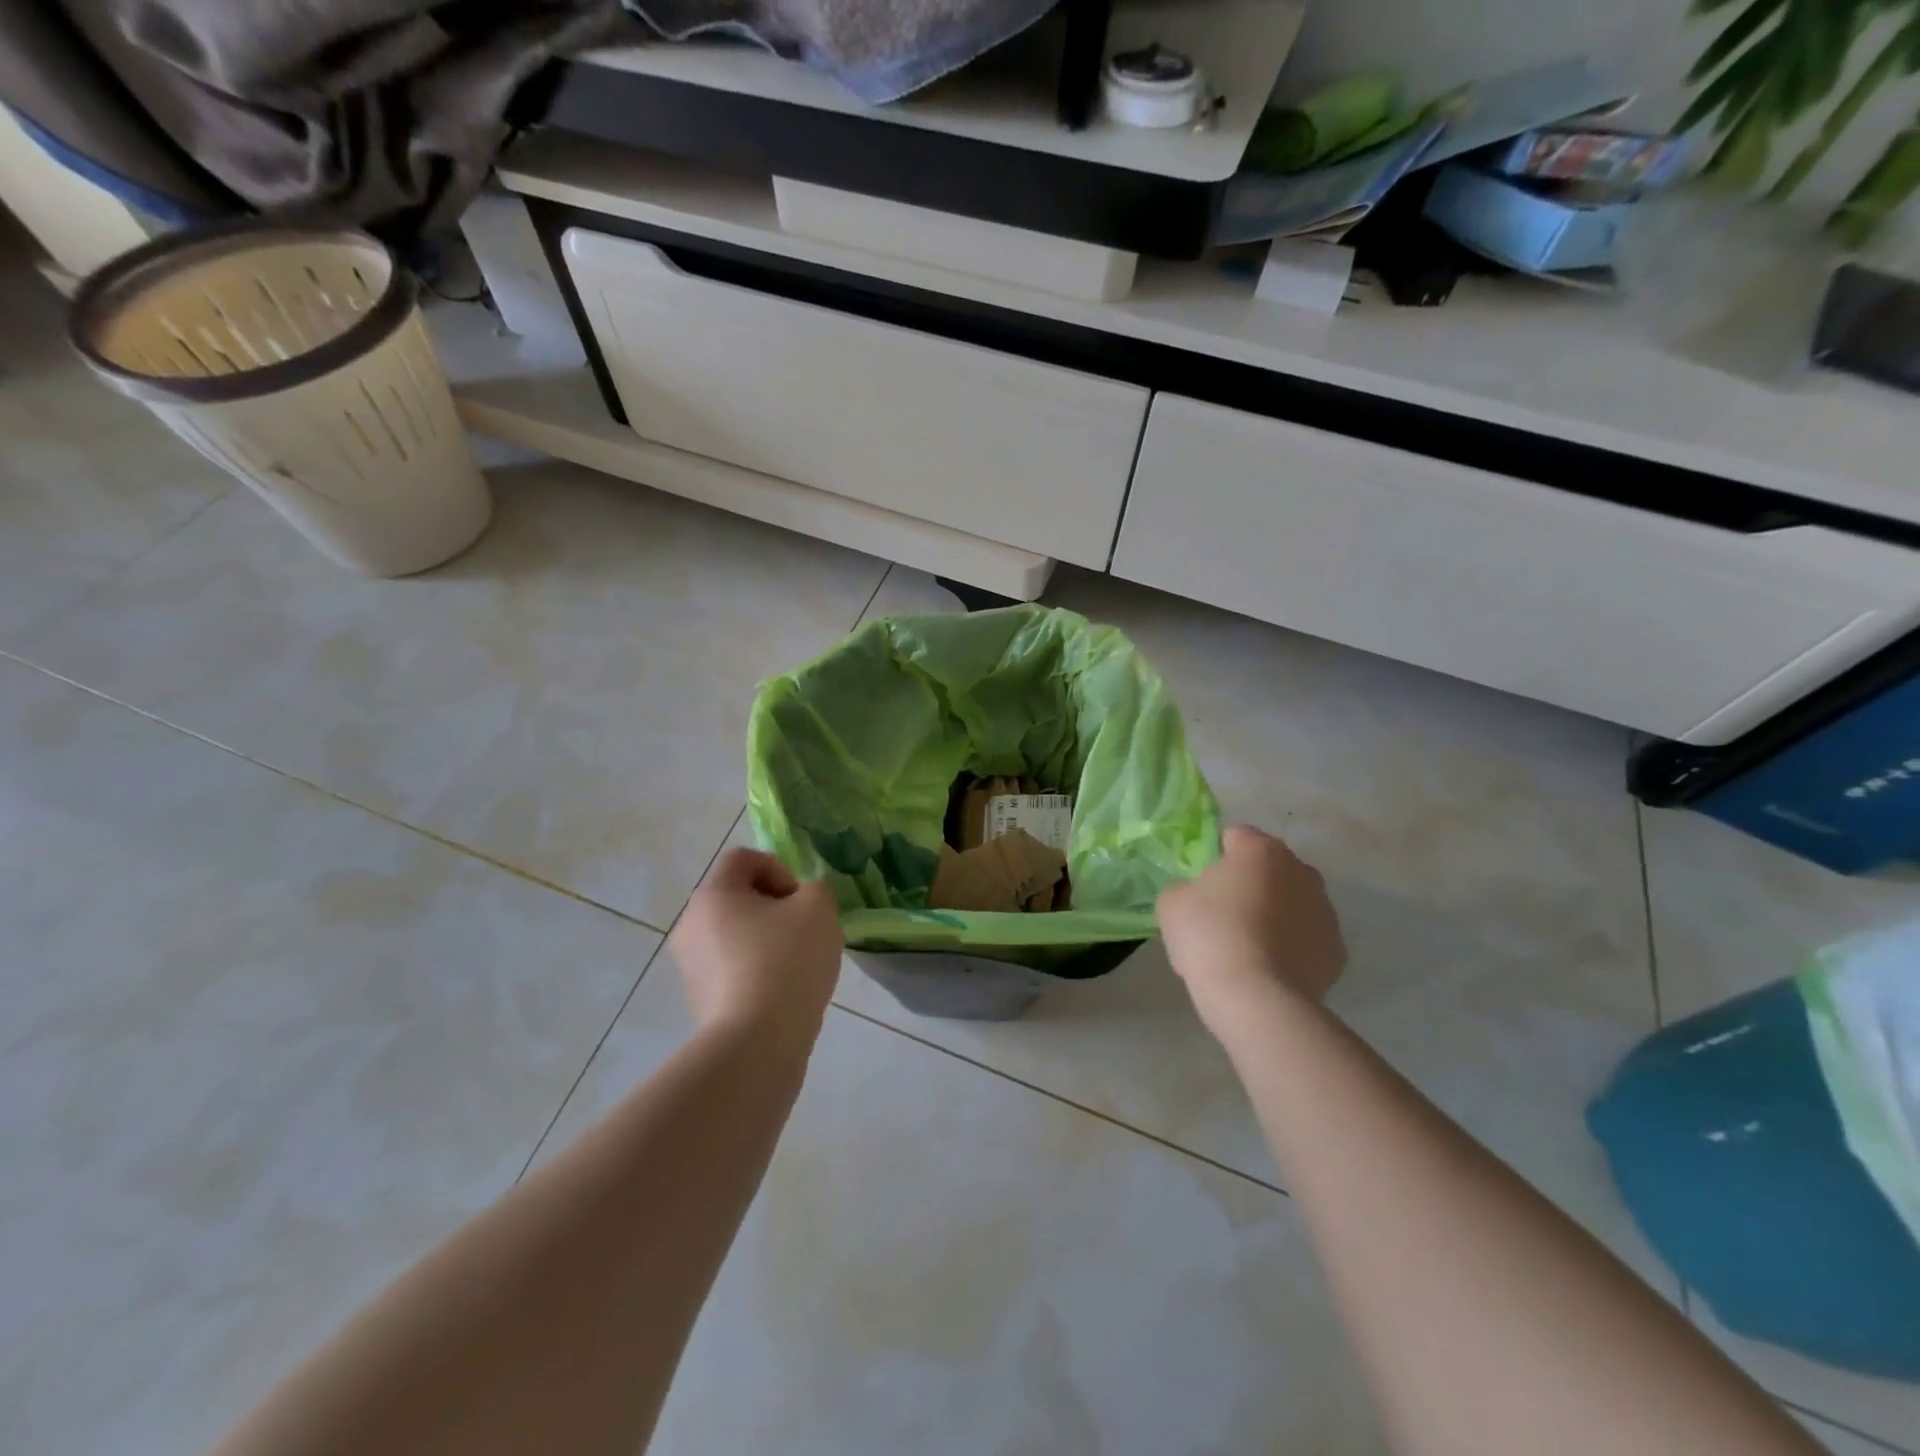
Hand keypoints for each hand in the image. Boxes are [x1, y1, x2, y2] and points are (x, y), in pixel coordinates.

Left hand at [670, 848, 842, 1049]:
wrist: (757, 1042)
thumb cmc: (787, 961)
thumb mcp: (819, 908)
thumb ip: (815, 889)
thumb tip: (801, 901)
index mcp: (714, 894)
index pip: (744, 858)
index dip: (779, 869)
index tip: (799, 902)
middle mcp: (690, 924)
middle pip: (737, 897)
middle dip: (774, 907)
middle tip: (803, 931)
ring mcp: (689, 965)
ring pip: (735, 935)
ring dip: (765, 940)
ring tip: (795, 966)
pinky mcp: (698, 1000)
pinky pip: (731, 969)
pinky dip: (755, 971)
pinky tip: (780, 993)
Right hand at [1158, 826, 1345, 1029]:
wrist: (1258, 999)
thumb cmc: (1210, 937)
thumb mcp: (1172, 902)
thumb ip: (1185, 886)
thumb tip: (1197, 894)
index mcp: (1261, 850)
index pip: (1236, 836)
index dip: (1215, 856)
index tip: (1201, 884)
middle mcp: (1301, 871)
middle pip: (1270, 868)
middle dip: (1250, 883)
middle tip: (1223, 913)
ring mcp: (1326, 911)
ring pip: (1292, 902)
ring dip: (1274, 913)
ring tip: (1247, 946)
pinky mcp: (1337, 951)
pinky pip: (1306, 938)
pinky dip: (1291, 946)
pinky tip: (1268, 968)